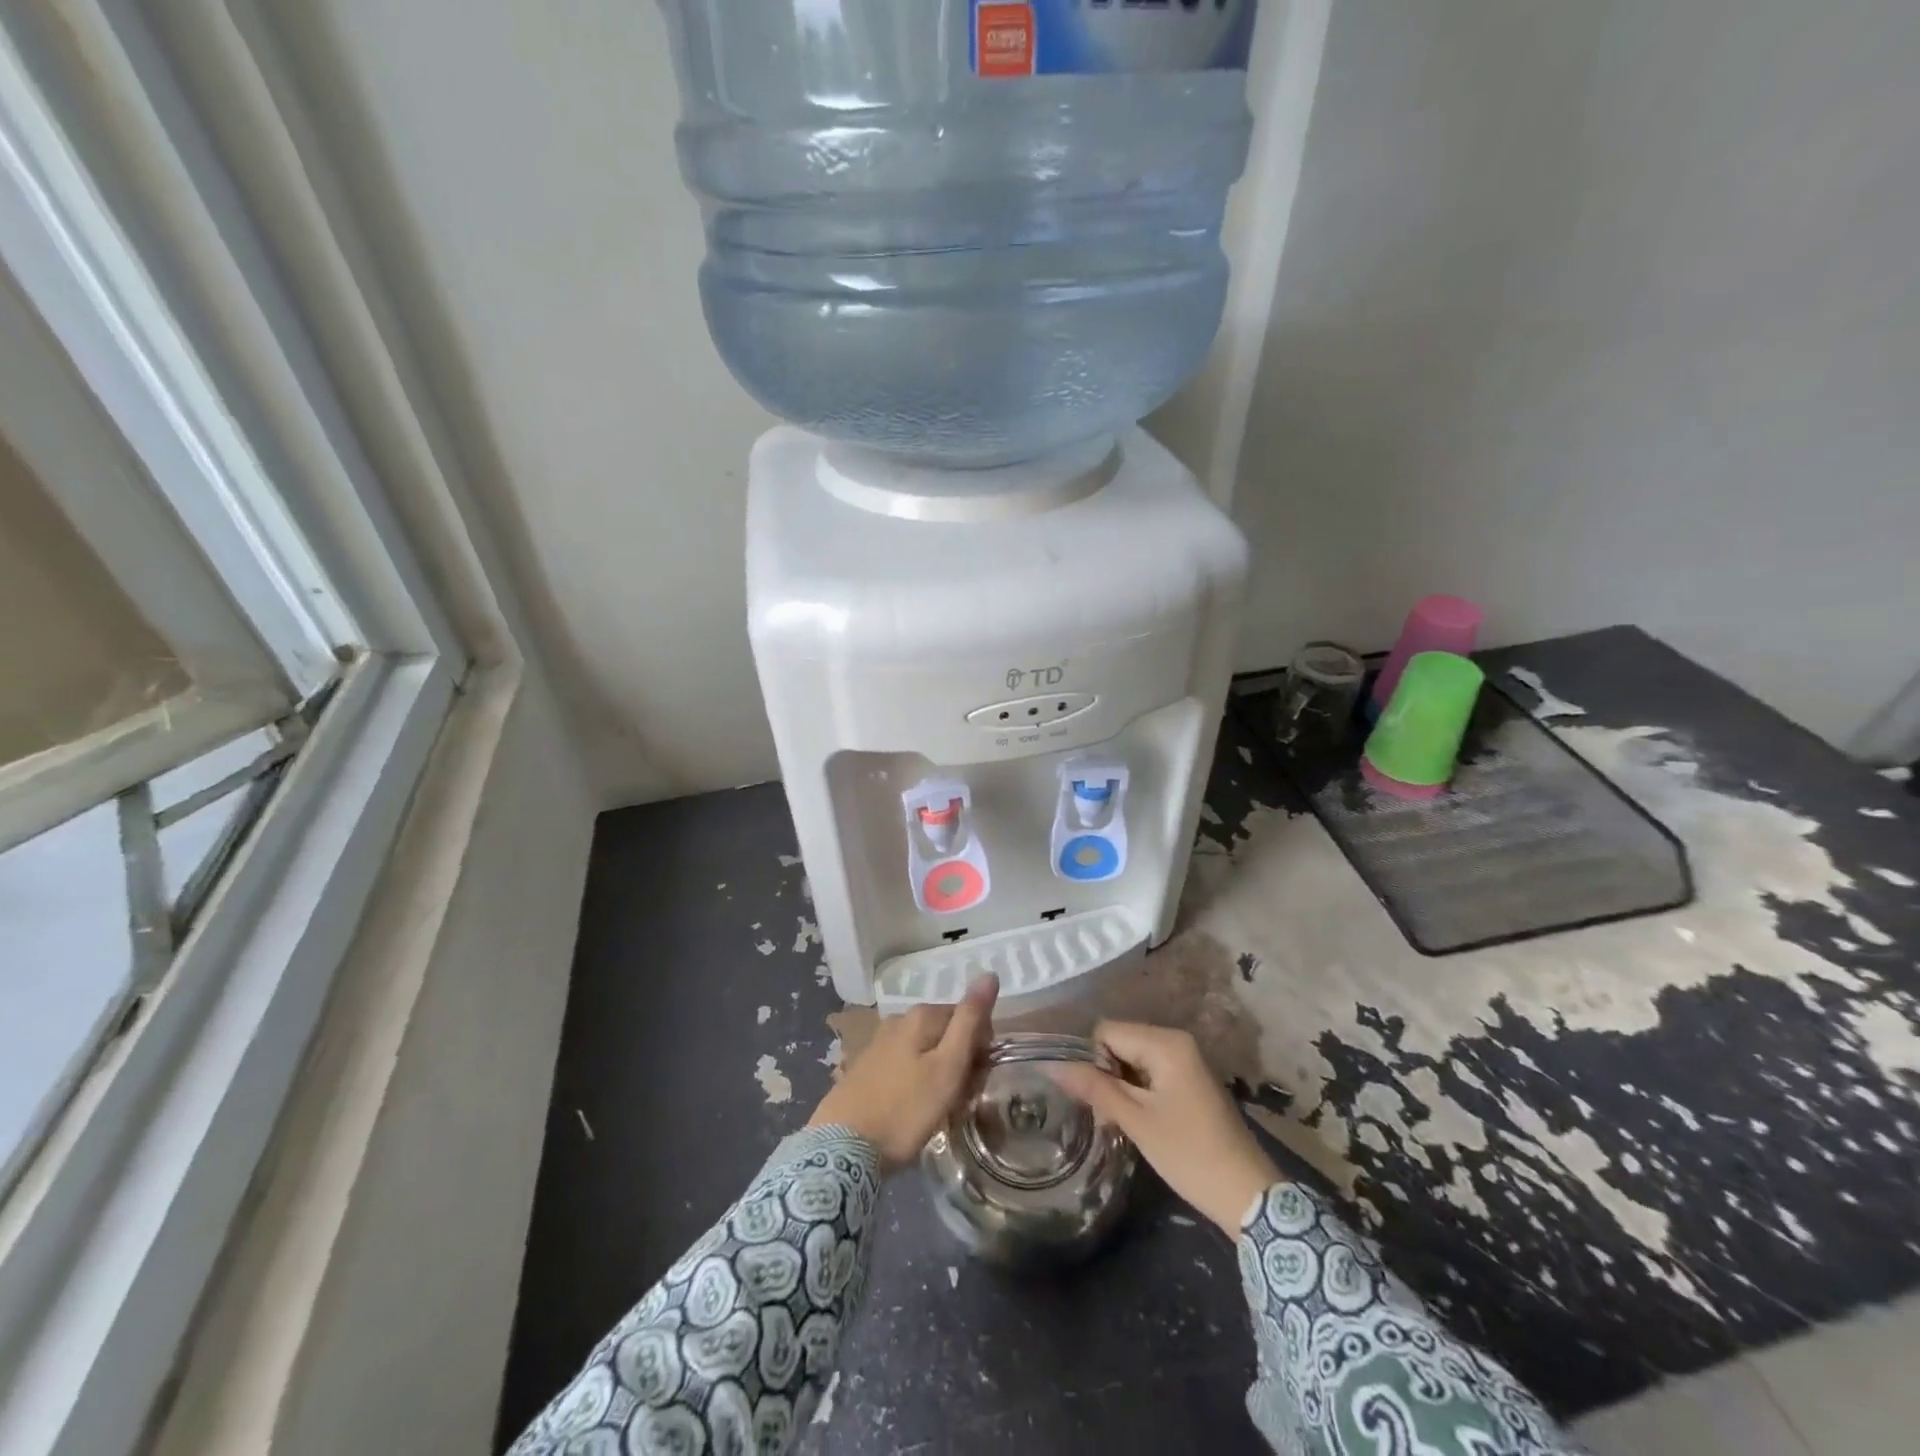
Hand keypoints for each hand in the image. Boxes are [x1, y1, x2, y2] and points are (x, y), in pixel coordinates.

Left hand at [808, 977, 998, 1167]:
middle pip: (947, 1034)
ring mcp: (880, 1042)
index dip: (980, 1050)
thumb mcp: (947, 1068)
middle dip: (960, 1063)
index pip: (970, 1019)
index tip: (975, 1083)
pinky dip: (917, 1083)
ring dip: (940, 1076)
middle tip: (958, 1101)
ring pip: (927, 1051)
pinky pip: (906, 1065)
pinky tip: (912, 1110)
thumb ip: (969, 1021)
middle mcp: (900, 1019)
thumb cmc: (905, 1111)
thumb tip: (989, 975)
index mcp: (922, 1015)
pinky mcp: (866, 1066)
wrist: (842, 1148)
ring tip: (937, 1111)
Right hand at [1050, 1021, 1280, 1236]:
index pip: (1106, 1032)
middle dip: (1104, 1075)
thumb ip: (1094, 1087)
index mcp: (1165, 1042)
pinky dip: (1137, 1093)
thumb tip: (1052, 1064)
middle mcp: (1176, 1041)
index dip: (1091, 1061)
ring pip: (1132, 1060)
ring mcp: (1186, 1060)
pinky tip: (1137, 1122)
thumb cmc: (1189, 1154)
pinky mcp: (1189, 1080)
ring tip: (1119, 1123)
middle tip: (1104, 1117)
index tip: (1093, 1100)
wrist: (1249, 1196)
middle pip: (1119, 1043)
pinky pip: (1150, 1073)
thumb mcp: (1136, 1121)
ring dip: (1119, 1087)